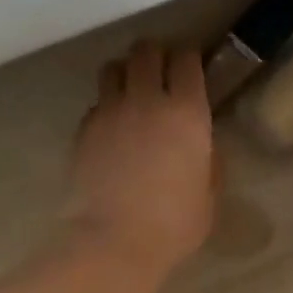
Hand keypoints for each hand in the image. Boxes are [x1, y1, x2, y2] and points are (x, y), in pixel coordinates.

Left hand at [67, 40, 215, 280]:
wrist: (114, 242)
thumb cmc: (173, 225)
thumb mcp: (209, 195)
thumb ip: (208, 161)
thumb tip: (202, 146)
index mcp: (187, 113)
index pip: (186, 60)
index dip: (189, 57)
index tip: (192, 64)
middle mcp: (147, 100)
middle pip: (146, 51)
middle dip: (155, 54)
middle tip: (160, 70)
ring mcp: (110, 112)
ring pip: (114, 68)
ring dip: (125, 72)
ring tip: (131, 90)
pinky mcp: (83, 129)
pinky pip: (96, 103)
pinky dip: (106, 106)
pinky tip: (112, 127)